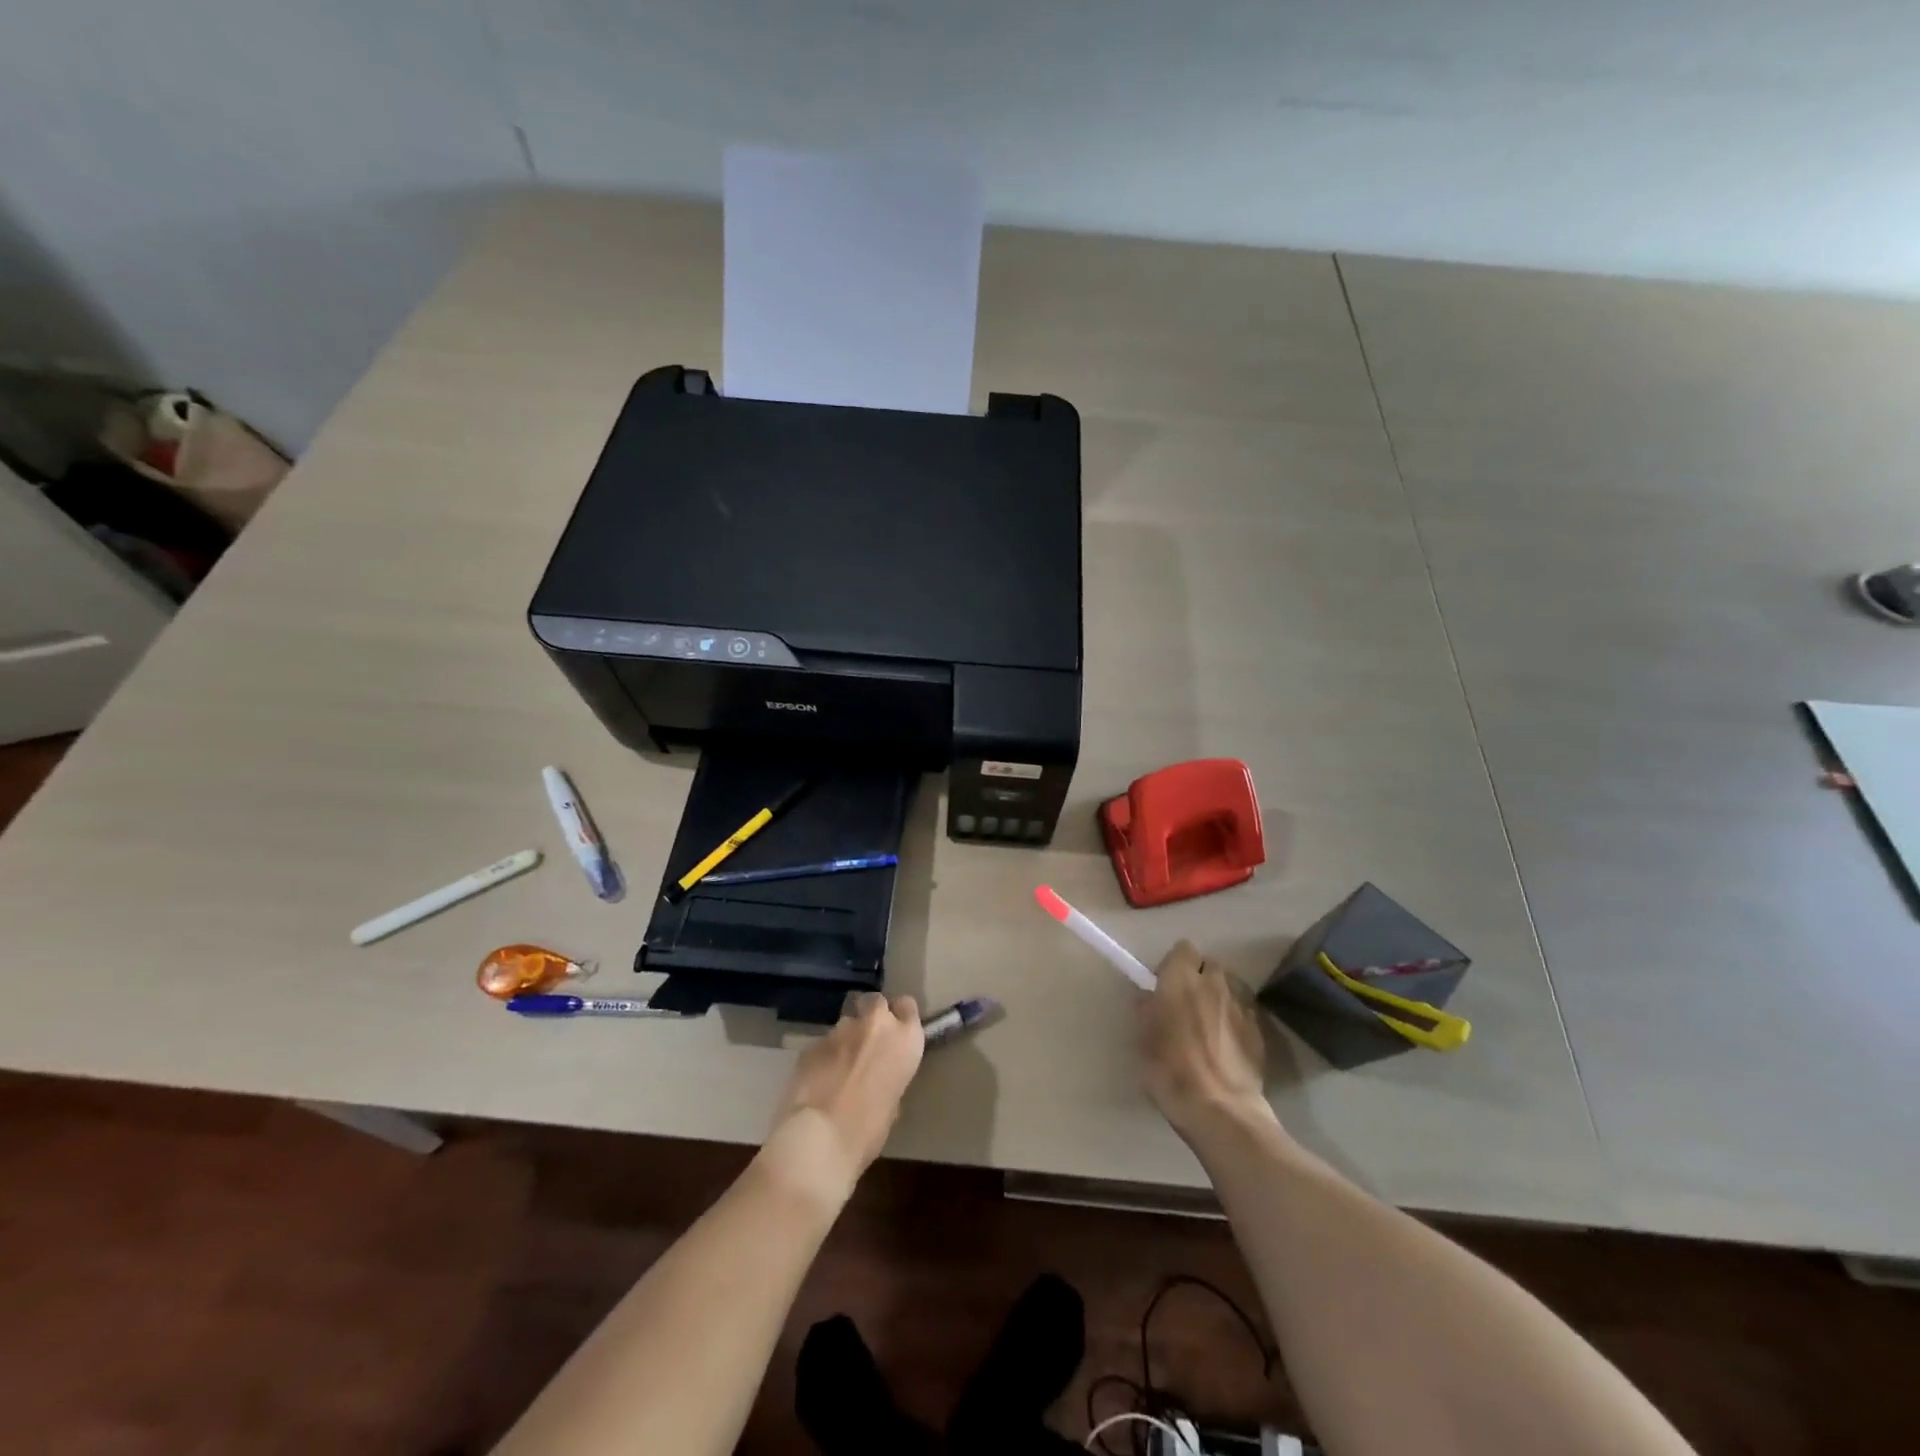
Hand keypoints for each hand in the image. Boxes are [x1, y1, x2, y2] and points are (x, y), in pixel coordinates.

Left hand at [762, 993, 924, 1205]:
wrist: (820, 1139)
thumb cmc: (869, 1131)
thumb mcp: (893, 1103)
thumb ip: (889, 1076)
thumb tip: (877, 1076)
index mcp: (905, 1040)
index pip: (907, 1006)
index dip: (899, 1016)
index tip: (895, 1030)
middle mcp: (876, 1025)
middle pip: (876, 1002)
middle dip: (871, 1016)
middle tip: (867, 1043)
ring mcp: (841, 1029)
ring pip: (846, 1022)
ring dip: (846, 1039)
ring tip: (838, 1066)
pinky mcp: (813, 1042)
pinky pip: (823, 1043)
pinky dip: (823, 1056)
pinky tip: (817, 1080)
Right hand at [1138, 940, 1274, 1139]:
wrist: (1220, 1110)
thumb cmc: (1171, 1071)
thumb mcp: (1144, 1040)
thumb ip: (1147, 1010)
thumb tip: (1150, 998)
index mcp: (1181, 980)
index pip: (1183, 948)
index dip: (1175, 964)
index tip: (1166, 984)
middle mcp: (1214, 983)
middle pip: (1210, 965)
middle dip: (1200, 977)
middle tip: (1187, 1004)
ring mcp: (1241, 1005)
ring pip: (1230, 987)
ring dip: (1219, 997)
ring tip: (1211, 1023)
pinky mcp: (1259, 1030)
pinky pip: (1245, 1011)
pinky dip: (1236, 1019)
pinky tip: (1228, 1044)